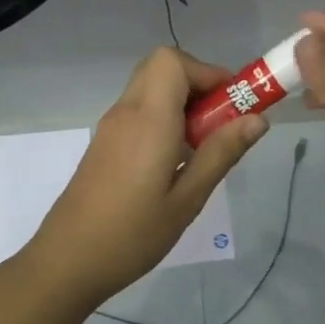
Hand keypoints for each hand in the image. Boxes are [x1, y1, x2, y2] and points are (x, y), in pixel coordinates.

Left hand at [25, 48, 266, 304]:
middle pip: (162, 66)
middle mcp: (126, 111)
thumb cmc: (132, 234)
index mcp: (148, 119)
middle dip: (198, 82)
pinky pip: (139, 109)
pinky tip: (175, 159)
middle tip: (220, 121)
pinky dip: (164, 115)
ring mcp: (111, 126)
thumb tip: (258, 119)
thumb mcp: (187, 199)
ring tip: (202, 144)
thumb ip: (221, 153)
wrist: (66, 261)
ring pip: (150, 86)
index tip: (233, 104)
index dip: (208, 72)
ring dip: (182, 100)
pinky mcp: (105, 142)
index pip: (174, 61)